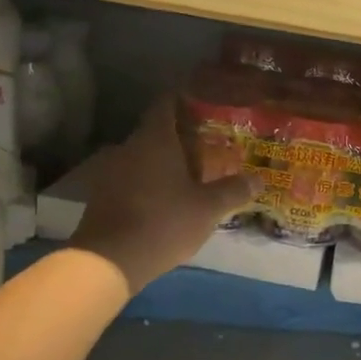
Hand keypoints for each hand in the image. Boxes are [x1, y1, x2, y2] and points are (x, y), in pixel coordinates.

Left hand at [70, 97, 254, 292]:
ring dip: (164, 162)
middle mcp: (129, 147)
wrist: (110, 259)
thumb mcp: (208, 208)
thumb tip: (258, 178)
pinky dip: (149, 181)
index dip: (185, 100)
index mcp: (155, 139)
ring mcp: (111, 171)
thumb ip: (233, 190)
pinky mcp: (103, 195)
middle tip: (208, 145)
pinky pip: (132, 178)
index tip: (205, 104)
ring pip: (143, 156)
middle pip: (157, 131)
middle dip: (181, 137)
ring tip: (190, 173)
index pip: (167, 104)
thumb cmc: (164, 223)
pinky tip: (166, 197)